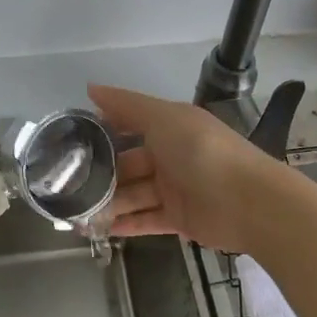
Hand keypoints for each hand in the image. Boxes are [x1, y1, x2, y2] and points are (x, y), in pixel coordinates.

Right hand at [89, 84, 282, 255]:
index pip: (130, 124)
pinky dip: (125, 223)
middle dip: (101, 172)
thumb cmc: (203, 151)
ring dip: (109, 201)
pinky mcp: (179, 219)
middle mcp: (171, 155)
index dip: (104, 129)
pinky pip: (145, 220)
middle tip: (67, 183)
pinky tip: (98, 228)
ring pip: (134, 194)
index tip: (72, 139)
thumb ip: (126, 105)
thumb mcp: (163, 118)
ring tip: (76, 211)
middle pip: (129, 163)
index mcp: (170, 126)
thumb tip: (91, 88)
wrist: (249, 202)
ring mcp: (175, 188)